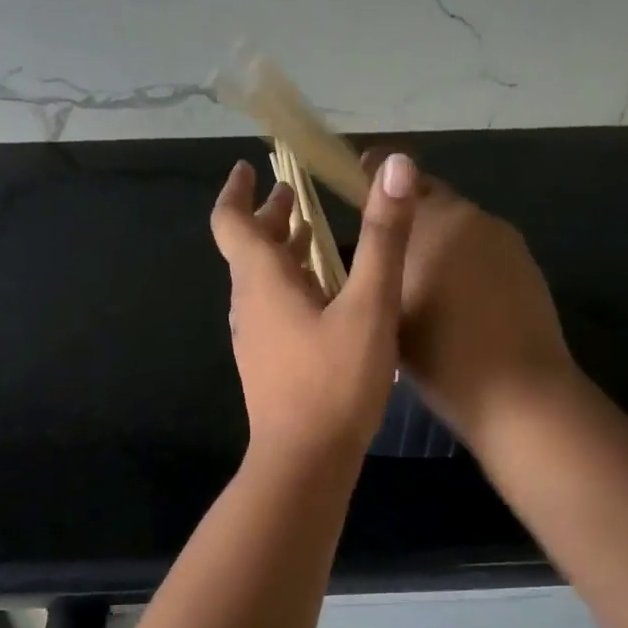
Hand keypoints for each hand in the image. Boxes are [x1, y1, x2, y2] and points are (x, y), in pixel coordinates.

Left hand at [211, 153, 418, 465]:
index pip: (232, 222)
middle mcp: (250, 304)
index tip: (250, 168)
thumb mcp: (369, 305)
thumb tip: (395, 166)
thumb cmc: (334, 381)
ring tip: (314, 234)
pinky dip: (293, 284)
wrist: (304, 461)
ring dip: (284, 251)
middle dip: (271, 218)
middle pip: (250, 248)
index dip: (237, 191)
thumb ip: (384, 236)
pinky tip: (325, 294)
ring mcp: (256, 337)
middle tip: (296, 194)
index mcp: (262, 281)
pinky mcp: (269, 362)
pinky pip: (274, 307)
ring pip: (263, 280)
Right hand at [360, 152, 575, 446]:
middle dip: (406, 212)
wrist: (518, 393)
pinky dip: (464, 260)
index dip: (373, 174)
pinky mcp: (525, 264)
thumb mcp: (387, 310)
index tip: (356, 179)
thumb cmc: (440, 355)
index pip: (398, 177)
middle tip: (385, 245)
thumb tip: (371, 244)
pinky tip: (457, 298)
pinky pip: (483, 248)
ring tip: (420, 277)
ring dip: (437, 238)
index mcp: (433, 221)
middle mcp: (471, 217)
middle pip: (431, 198)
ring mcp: (504, 239)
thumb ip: (376, 265)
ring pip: (459, 225)